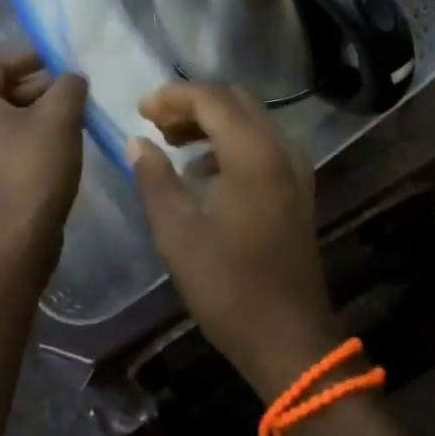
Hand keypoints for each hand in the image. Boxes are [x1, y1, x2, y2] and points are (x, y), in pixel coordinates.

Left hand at [0, 52, 86, 266]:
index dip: (32, 58)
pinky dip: (20, 138)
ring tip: (67, 118)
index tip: (63, 63)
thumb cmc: (35, 165)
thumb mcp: (61, 115)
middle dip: (36, 89)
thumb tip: (71, 79)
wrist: (19, 239)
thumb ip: (68, 85)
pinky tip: (51, 145)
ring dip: (31, 114)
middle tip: (71, 94)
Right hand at [128, 83, 341, 400]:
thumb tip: (136, 142)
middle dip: (193, 103)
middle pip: (235, 101)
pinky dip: (231, 141)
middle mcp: (281, 149)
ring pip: (251, 119)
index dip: (173, 96)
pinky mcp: (297, 187)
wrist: (290, 339)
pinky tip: (203, 169)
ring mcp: (295, 168)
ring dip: (212, 121)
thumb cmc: (229, 287)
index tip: (140, 110)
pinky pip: (263, 143)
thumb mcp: (178, 234)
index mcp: (254, 154)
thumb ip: (154, 180)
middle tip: (155, 123)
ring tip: (172, 141)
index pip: (212, 99)